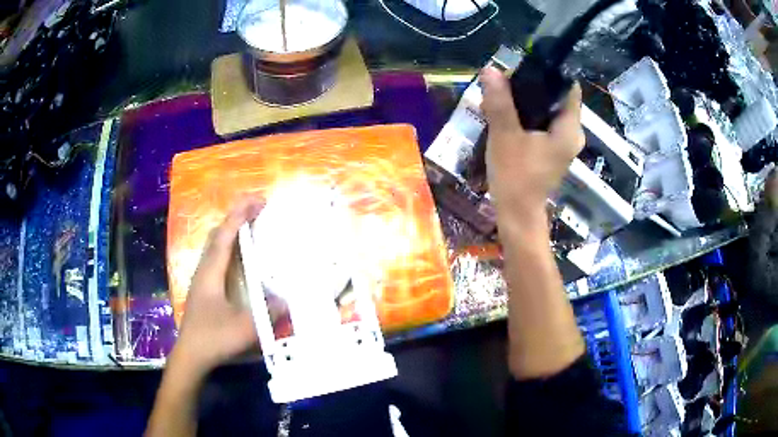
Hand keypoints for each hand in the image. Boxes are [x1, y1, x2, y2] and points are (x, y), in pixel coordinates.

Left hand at [173, 198, 264, 375]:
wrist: (191, 355)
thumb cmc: (214, 338)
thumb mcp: (246, 328)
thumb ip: (268, 313)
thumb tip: (288, 300)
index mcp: (211, 272)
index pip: (225, 235)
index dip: (240, 215)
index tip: (258, 200)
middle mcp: (204, 269)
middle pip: (217, 234)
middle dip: (235, 216)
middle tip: (256, 209)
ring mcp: (202, 279)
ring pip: (214, 245)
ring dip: (231, 230)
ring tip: (250, 226)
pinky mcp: (203, 289)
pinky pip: (216, 257)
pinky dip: (228, 246)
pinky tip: (238, 257)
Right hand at [480, 67, 584, 223]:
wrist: (517, 216)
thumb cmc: (515, 177)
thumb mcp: (505, 136)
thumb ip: (500, 102)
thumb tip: (490, 69)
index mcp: (570, 129)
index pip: (569, 87)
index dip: (549, 73)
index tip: (524, 66)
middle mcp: (572, 134)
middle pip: (557, 98)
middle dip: (533, 87)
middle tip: (506, 82)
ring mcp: (563, 144)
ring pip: (549, 111)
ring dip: (528, 101)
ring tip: (502, 95)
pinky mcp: (552, 151)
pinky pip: (544, 124)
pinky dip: (528, 116)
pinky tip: (508, 115)